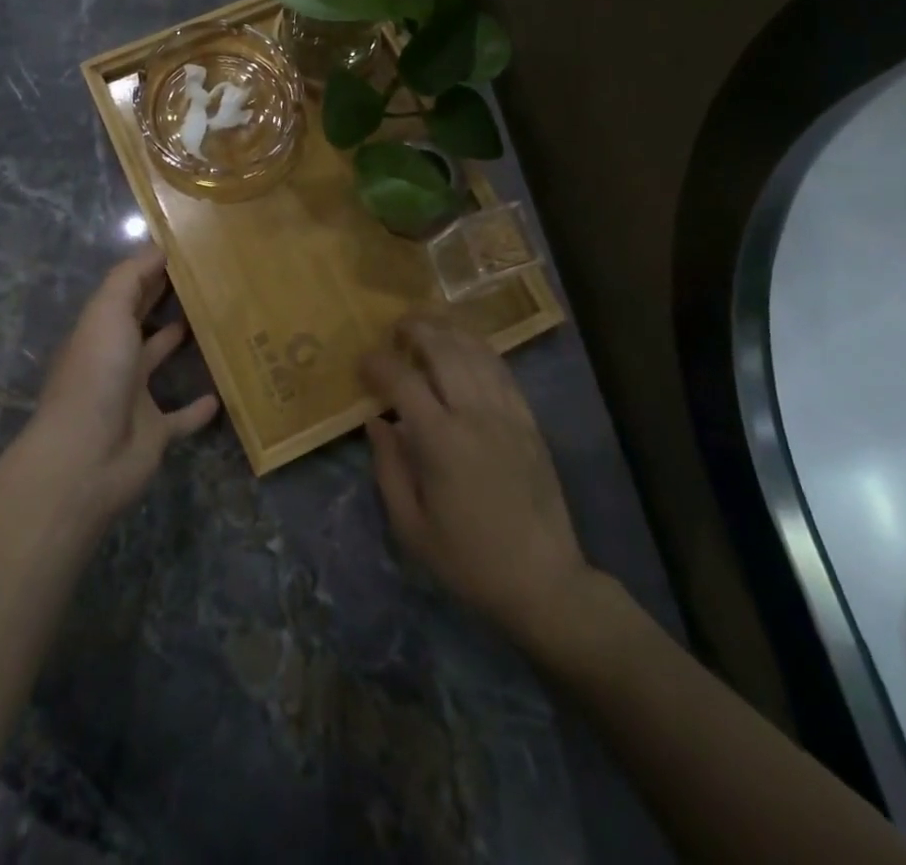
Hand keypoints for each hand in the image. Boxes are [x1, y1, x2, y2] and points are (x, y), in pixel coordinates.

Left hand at [8, 246, 218, 527]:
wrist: (86, 458)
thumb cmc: (97, 375)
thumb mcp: (107, 312)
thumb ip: (131, 276)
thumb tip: (158, 245)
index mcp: (100, 328)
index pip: (128, 289)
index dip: (152, 268)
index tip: (188, 249)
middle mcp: (115, 358)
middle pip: (142, 321)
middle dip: (165, 300)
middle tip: (209, 278)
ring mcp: (134, 396)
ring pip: (160, 362)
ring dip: (180, 343)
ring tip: (217, 321)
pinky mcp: (155, 432)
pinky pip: (181, 416)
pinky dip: (198, 408)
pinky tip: (223, 393)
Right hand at [362, 314, 599, 648]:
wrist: (543, 582)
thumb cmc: (468, 560)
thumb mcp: (411, 527)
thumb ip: (388, 468)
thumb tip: (375, 421)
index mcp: (441, 443)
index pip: (404, 382)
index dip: (379, 363)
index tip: (363, 362)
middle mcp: (475, 416)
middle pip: (444, 351)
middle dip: (416, 330)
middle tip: (396, 329)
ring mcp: (508, 415)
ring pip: (476, 352)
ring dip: (448, 331)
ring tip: (427, 325)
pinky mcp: (529, 421)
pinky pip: (503, 371)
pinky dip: (480, 349)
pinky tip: (465, 346)